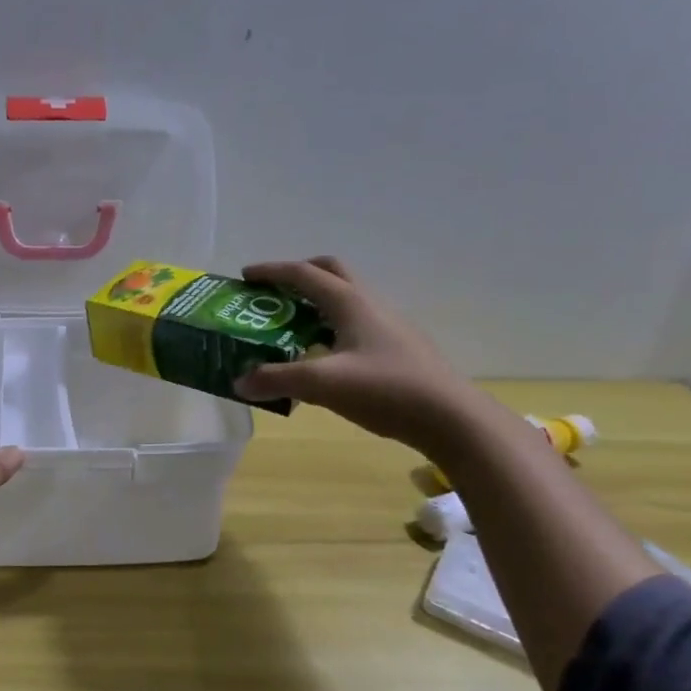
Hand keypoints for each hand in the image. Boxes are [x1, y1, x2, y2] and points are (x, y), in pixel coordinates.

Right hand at [232, 257, 484, 454]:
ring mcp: (388, 326)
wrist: (451, 419)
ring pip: (346, 299)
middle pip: (331, 272)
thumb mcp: (322, 385)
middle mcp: (370, 304)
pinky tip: (323, 357)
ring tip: (290, 328)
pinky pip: (356, 324)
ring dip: (315, 303)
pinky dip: (331, 328)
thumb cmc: (386, 390)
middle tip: (273, 294)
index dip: (271, 271)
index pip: (304, 273)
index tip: (245, 277)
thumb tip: (239, 382)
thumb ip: (277, 379)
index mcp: (350, 302)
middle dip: (299, 276)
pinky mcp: (398, 348)